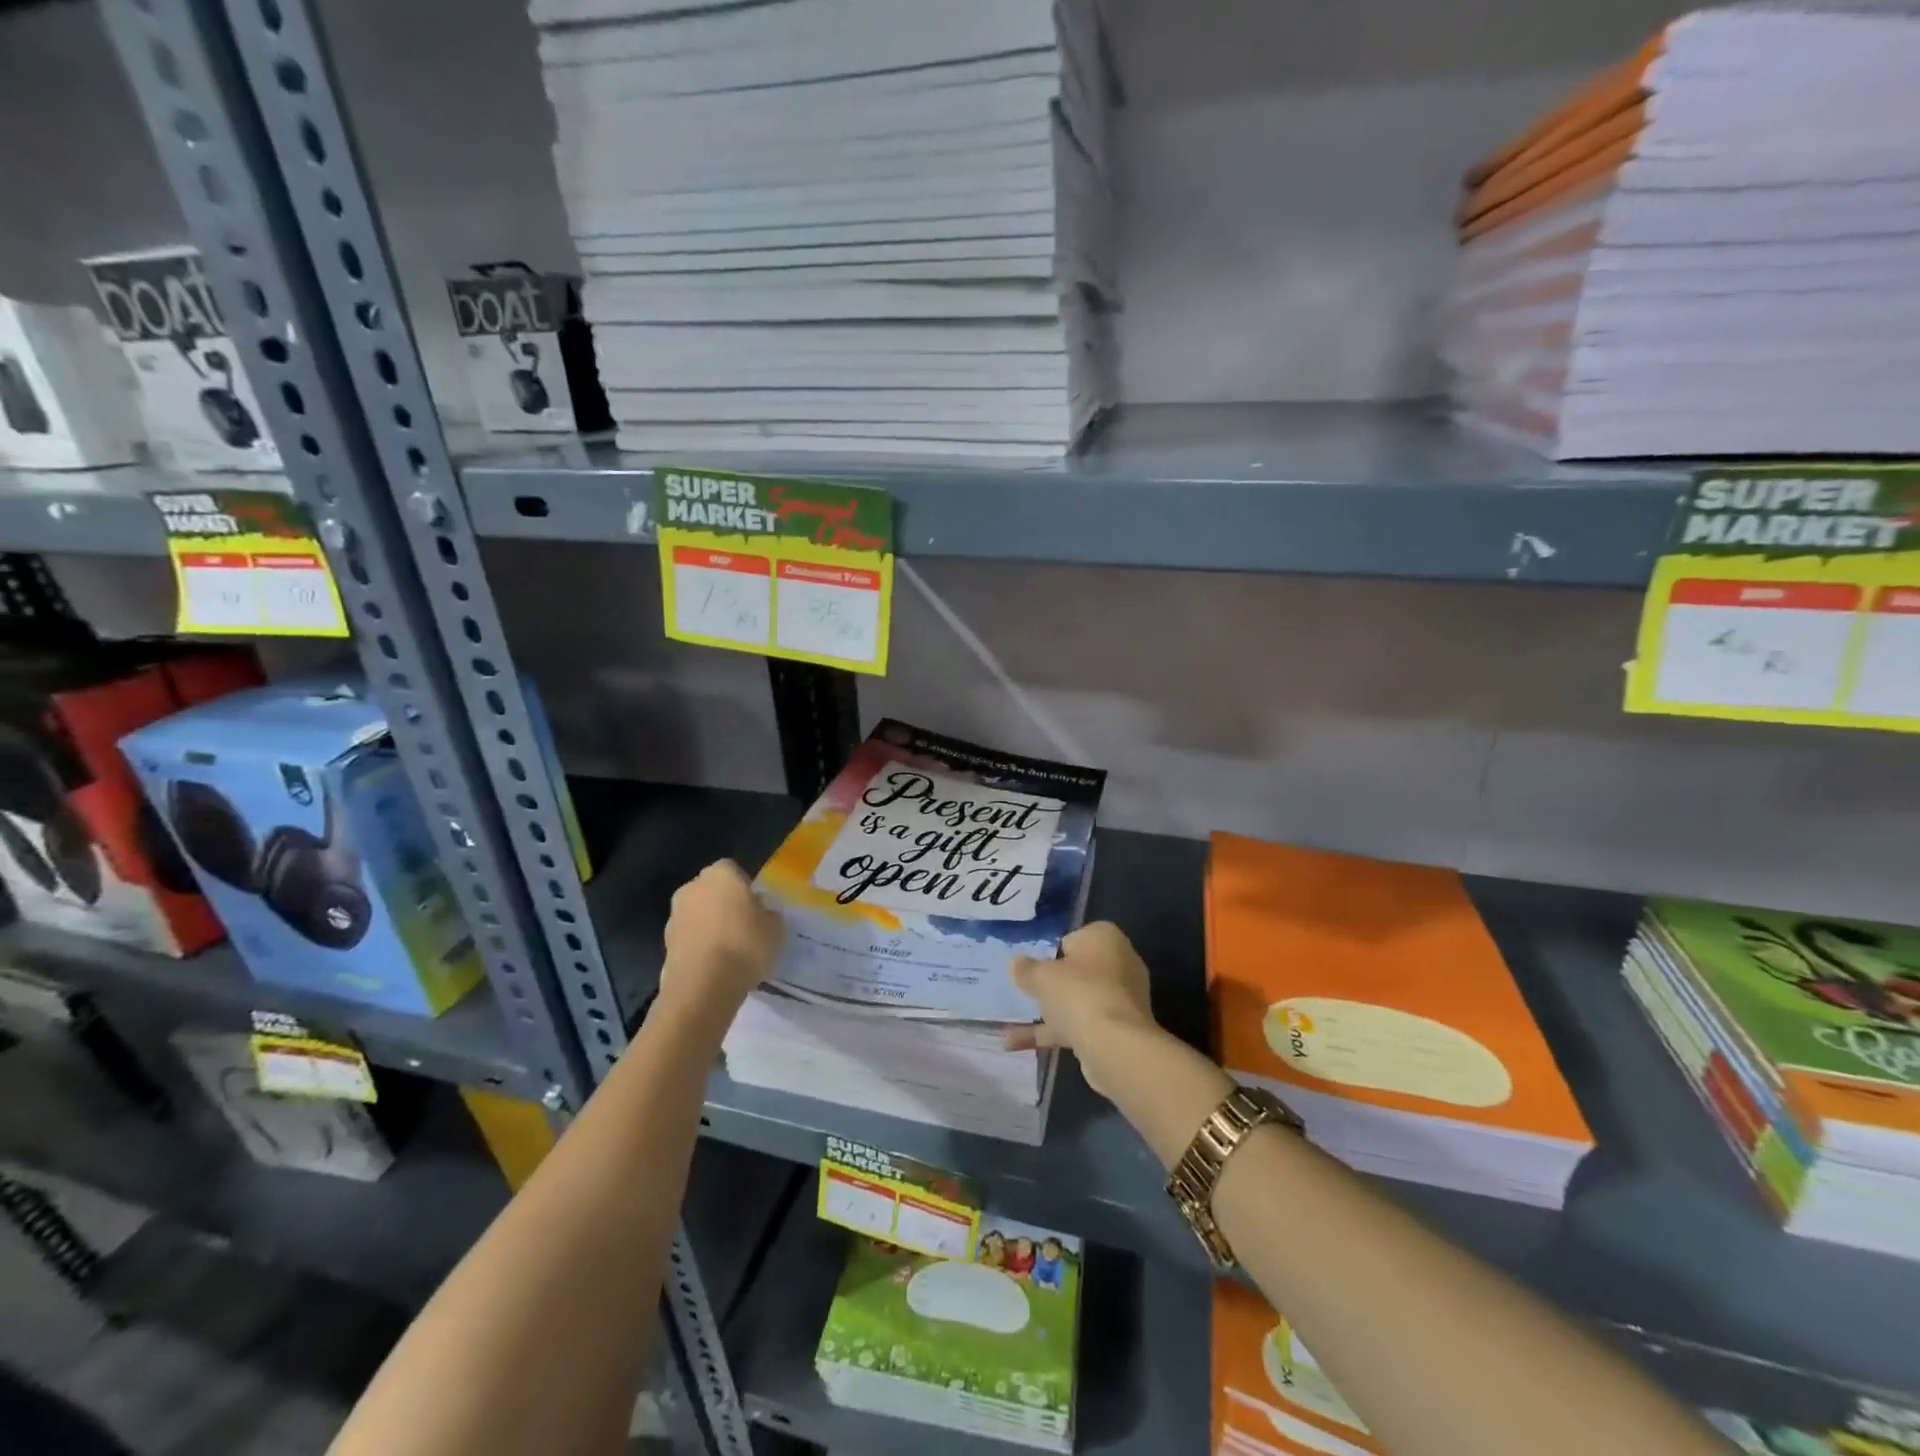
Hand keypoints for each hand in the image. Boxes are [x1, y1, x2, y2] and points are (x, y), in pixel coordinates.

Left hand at [660, 859, 783, 1012]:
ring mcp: (674, 916)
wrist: (702, 987)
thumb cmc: (745, 946)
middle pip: (711, 890)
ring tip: (730, 950)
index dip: (745, 887)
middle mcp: (692, 888)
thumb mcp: (777, 928)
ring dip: (709, 925)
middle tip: (744, 925)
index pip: (733, 870)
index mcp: (720, 874)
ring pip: (698, 914)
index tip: (757, 907)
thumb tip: (762, 910)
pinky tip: (715, 965)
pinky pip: (689, 938)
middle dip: (724, 903)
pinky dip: (699, 946)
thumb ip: (770, 912)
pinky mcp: (665, 944)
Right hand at [1003, 921, 1156, 1096]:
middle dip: (1050, 984)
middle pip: (1076, 971)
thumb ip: (1026, 968)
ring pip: (1077, 1000)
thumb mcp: (1042, 976)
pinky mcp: (1118, 1029)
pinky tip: (1016, 1044)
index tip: (1030, 969)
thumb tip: (1016, 963)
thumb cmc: (1079, 994)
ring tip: (1010, 1025)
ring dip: (1047, 1013)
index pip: (1071, 939)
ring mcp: (1120, 999)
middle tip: (1023, 992)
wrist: (1116, 1047)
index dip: (1048, 954)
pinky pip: (1080, 1024)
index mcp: (1105, 937)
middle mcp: (1119, 963)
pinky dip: (1053, 1033)